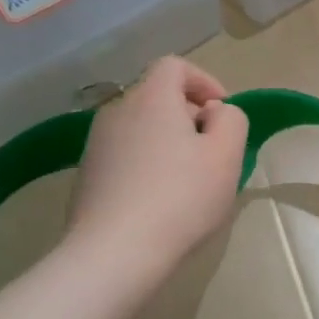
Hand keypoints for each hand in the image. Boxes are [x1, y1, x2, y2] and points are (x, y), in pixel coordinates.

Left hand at [65, 57, 249, 278]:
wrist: (113, 253)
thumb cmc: (180, 198)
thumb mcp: (227, 155)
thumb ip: (232, 120)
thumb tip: (213, 113)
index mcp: (151, 98)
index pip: (174, 65)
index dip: (204, 81)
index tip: (222, 114)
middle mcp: (117, 111)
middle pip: (157, 97)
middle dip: (188, 116)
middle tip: (212, 152)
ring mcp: (96, 145)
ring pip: (141, 128)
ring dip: (167, 143)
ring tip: (188, 180)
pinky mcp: (86, 176)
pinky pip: (125, 156)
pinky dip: (146, 165)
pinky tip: (160, 202)